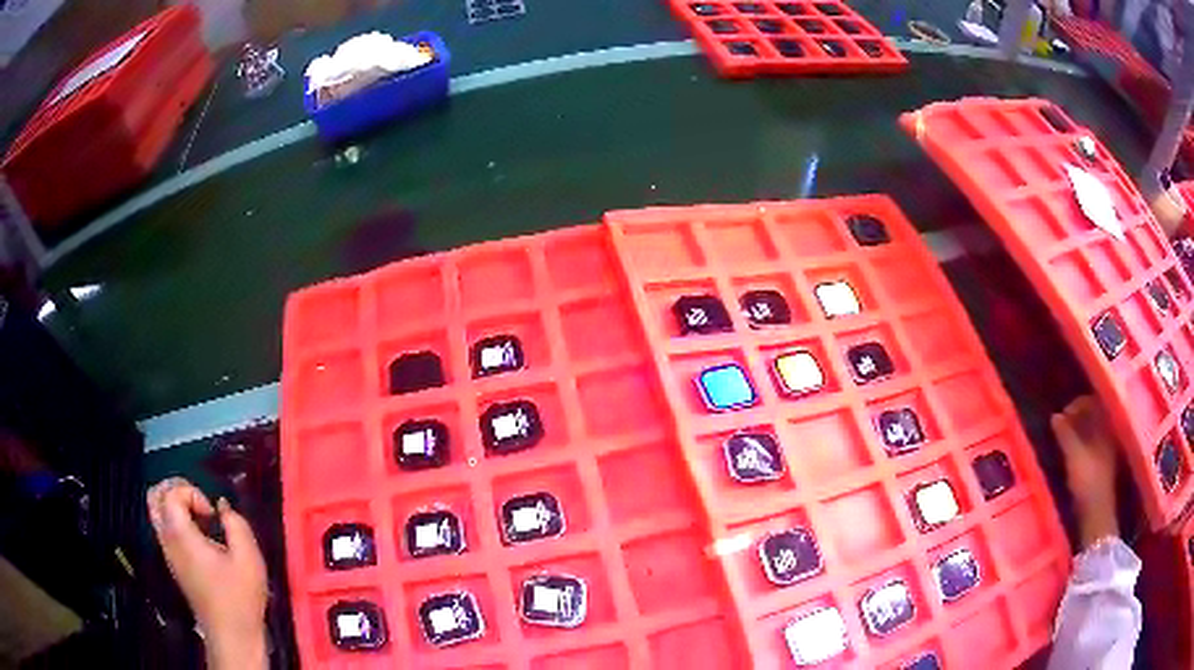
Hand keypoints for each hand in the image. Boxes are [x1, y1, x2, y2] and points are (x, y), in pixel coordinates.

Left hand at [147, 478, 267, 668]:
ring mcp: (168, 553)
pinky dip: (178, 521)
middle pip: (155, 496)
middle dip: (176, 488)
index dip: (193, 493)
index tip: (213, 516)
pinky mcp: (174, 563)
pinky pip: (165, 528)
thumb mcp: (248, 557)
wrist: (231, 634)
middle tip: (200, 503)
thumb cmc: (239, 597)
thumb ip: (236, 524)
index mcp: (181, 535)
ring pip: (157, 512)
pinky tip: (201, 537)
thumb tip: (223, 507)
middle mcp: (167, 539)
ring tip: (201, 518)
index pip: (171, 493)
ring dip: (176, 505)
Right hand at [1050, 396, 1119, 547]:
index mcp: (1105, 425)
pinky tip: (1069, 454)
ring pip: (1090, 432)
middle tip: (1060, 425)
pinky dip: (1079, 445)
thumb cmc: (1087, 479)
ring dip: (1076, 433)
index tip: (1062, 413)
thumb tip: (1055, 416)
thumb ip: (1064, 434)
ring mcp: (1105, 450)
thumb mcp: (1074, 455)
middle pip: (1092, 416)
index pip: (1093, 402)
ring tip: (1062, 440)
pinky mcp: (1100, 466)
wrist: (1096, 513)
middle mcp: (1108, 433)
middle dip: (1076, 418)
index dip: (1077, 404)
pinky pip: (1090, 446)